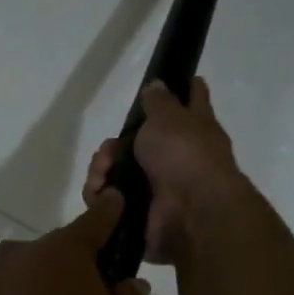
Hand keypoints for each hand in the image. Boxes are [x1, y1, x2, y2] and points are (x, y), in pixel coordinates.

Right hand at [84, 78, 247, 264]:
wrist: (190, 211)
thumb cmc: (184, 154)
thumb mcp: (169, 117)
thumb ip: (159, 101)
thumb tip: (157, 84)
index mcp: (193, 129)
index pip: (191, 101)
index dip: (184, 89)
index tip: (176, 82)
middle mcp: (177, 158)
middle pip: (136, 143)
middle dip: (113, 146)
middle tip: (108, 150)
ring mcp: (157, 187)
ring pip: (117, 172)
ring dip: (102, 170)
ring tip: (102, 174)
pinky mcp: (138, 212)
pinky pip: (109, 201)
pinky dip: (100, 196)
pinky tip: (100, 192)